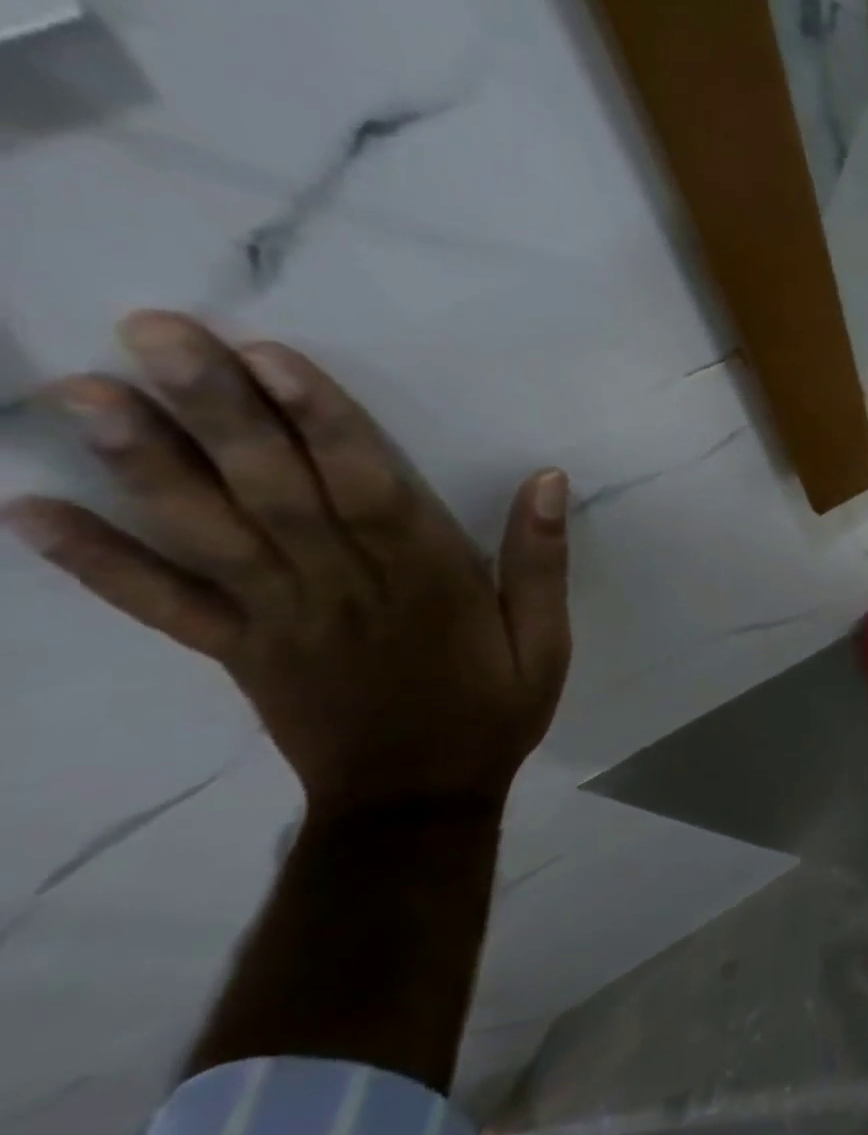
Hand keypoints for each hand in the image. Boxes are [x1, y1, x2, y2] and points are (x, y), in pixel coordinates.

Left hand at [5, 310, 570, 822]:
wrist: (416, 800)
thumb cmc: (491, 711)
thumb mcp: (546, 643)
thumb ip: (542, 563)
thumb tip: (548, 480)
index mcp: (426, 585)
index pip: (369, 492)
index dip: (324, 424)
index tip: (273, 357)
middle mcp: (343, 591)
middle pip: (278, 496)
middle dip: (219, 415)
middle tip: (155, 334)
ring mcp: (279, 622)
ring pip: (211, 537)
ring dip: (145, 466)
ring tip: (82, 393)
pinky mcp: (239, 653)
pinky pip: (164, 609)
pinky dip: (97, 564)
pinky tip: (28, 512)